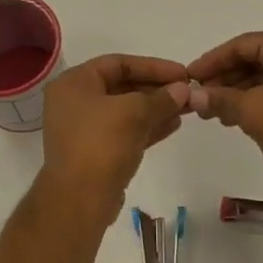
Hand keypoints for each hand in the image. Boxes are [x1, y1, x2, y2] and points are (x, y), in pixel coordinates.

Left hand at [40, 54, 190, 219]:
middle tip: (188, 92)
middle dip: (157, 89)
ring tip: (187, 108)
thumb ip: (161, 98)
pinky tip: (174, 125)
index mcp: (74, 83)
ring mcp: (84, 129)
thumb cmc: (101, 144)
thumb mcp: (134, 113)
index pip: (118, 63)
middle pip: (122, 86)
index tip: (182, 73)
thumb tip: (184, 90)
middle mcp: (75, 102)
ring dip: (156, 108)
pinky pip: (125, 131)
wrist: (80, 199)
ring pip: (126, 111)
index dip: (153, 66)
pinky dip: (148, 127)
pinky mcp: (96, 152)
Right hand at [187, 31, 262, 196]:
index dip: (212, 61)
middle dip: (225, 78)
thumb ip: (219, 98)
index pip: (244, 45)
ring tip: (213, 112)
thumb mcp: (251, 112)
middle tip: (199, 97)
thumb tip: (193, 96)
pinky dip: (259, 100)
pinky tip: (237, 117)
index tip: (189, 77)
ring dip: (240, 92)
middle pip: (257, 58)